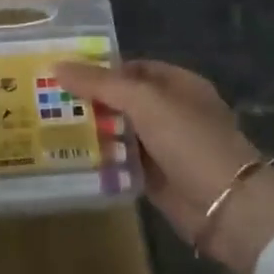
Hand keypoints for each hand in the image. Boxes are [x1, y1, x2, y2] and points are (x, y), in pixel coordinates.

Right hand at [54, 60, 273, 273]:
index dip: (98, 69)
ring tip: (46, 126)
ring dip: (91, 131)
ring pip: (119, 132)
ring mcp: (164, 146)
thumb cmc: (190, 141)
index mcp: (178, 84)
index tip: (61, 73)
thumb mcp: (144, 102)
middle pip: (122, 100)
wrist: (228, 207)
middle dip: (89, 100)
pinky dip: (100, 159)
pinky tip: (67, 157)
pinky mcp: (155, 178)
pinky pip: (122, 162)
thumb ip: (101, 84)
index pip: (131, 69)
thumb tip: (57, 66)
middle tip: (45, 100)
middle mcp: (170, 112)